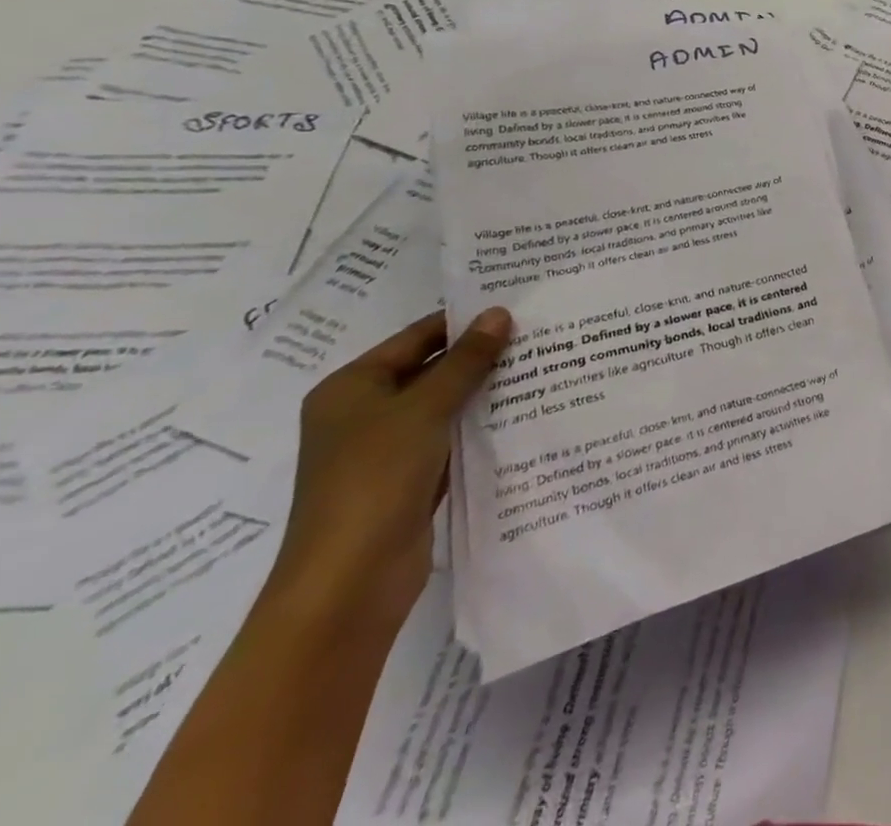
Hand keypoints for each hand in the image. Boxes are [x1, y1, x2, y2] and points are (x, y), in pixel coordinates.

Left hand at [265, 308, 512, 632]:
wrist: (348, 583)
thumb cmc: (375, 479)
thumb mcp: (424, 409)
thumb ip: (465, 361)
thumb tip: (499, 313)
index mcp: (351, 387)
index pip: (417, 337)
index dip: (464, 321)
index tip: (517, 306)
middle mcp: (364, 413)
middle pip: (430, 370)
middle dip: (480, 356)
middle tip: (538, 334)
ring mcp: (386, 450)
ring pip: (444, 406)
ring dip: (484, 391)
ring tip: (541, 366)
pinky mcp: (409, 480)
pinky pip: (450, 439)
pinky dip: (480, 426)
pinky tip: (523, 413)